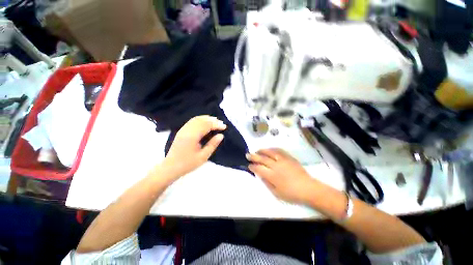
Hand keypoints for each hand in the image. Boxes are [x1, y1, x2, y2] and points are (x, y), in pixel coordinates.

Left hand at [161, 115, 225, 179]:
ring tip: (215, 121)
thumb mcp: (203, 156)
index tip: (224, 127)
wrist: (170, 167)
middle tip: (221, 123)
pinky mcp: (181, 131)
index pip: (206, 125)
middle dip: (212, 120)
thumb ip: (212, 145)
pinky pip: (192, 121)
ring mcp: (183, 129)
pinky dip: (200, 119)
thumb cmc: (188, 164)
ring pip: (196, 119)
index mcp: (192, 136)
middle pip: (201, 120)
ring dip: (207, 118)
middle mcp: (187, 130)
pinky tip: (205, 122)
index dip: (216, 124)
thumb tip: (221, 135)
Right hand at [247, 148, 319, 204]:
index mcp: (273, 176)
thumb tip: (260, 175)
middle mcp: (276, 166)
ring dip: (262, 151)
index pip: (259, 169)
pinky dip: (272, 149)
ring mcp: (283, 160)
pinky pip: (279, 151)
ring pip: (270, 152)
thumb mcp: (277, 193)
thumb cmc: (292, 194)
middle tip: (248, 154)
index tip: (249, 165)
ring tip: (257, 150)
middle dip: (253, 156)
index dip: (252, 166)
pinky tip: (269, 149)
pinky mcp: (289, 157)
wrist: (308, 188)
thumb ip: (267, 183)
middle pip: (262, 159)